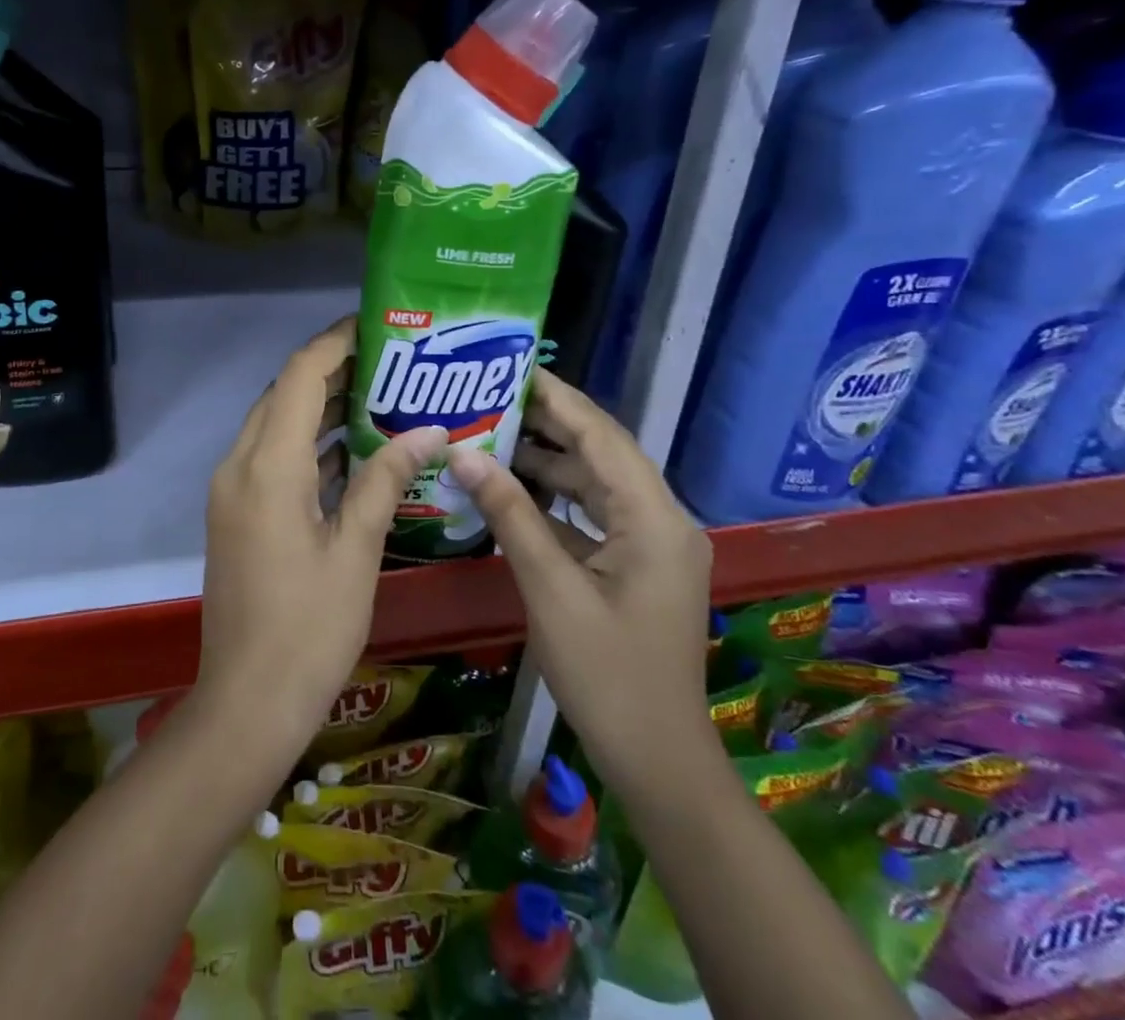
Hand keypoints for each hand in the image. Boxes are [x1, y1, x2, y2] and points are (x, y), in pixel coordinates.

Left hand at [198, 317, 449, 753]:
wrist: (247, 702)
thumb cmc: (309, 629)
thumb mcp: (356, 551)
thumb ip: (386, 480)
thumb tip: (429, 430)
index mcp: (267, 467)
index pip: (298, 376)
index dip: (334, 343)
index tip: (377, 326)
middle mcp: (239, 465)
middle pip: (283, 394)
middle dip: (332, 370)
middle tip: (391, 361)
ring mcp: (232, 491)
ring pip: (275, 426)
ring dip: (319, 407)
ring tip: (380, 395)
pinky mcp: (237, 513)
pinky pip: (271, 459)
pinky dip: (307, 446)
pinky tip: (353, 451)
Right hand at [445, 367, 714, 788]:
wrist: (656, 757)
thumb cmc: (606, 673)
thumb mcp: (549, 588)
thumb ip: (509, 513)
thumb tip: (463, 453)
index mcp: (654, 518)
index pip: (602, 436)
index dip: (557, 398)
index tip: (511, 368)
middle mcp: (662, 519)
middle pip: (602, 453)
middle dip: (548, 424)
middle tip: (491, 397)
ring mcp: (652, 544)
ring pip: (596, 484)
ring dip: (549, 462)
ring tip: (492, 435)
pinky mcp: (637, 565)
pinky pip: (594, 515)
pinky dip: (555, 500)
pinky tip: (512, 490)